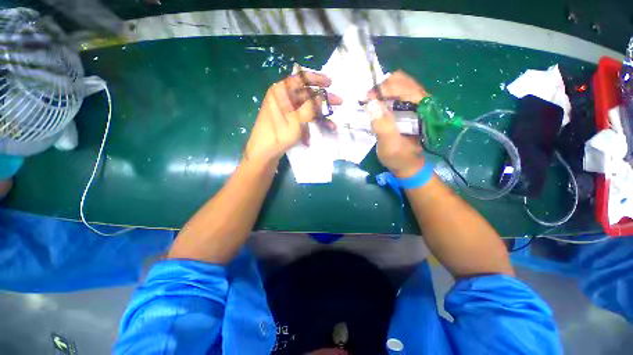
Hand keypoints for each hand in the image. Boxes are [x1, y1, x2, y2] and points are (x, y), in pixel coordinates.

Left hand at [245, 70, 341, 164]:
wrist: (263, 153)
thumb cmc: (278, 134)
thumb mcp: (297, 120)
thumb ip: (310, 106)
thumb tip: (321, 96)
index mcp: (281, 91)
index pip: (301, 78)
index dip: (317, 79)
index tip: (330, 83)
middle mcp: (283, 98)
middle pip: (307, 95)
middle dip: (323, 100)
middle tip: (339, 102)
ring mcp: (285, 110)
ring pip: (306, 109)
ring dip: (319, 117)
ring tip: (332, 125)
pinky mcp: (287, 121)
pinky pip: (301, 119)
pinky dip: (309, 126)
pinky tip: (314, 137)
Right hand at [365, 71, 428, 177]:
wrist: (407, 165)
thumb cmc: (399, 157)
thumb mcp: (390, 146)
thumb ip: (383, 126)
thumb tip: (372, 103)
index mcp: (423, 109)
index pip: (405, 87)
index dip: (384, 88)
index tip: (367, 98)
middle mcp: (422, 102)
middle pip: (402, 81)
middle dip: (382, 86)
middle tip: (367, 99)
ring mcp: (415, 103)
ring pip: (399, 85)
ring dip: (382, 90)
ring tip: (370, 100)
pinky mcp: (408, 108)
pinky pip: (396, 93)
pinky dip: (384, 94)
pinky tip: (376, 103)